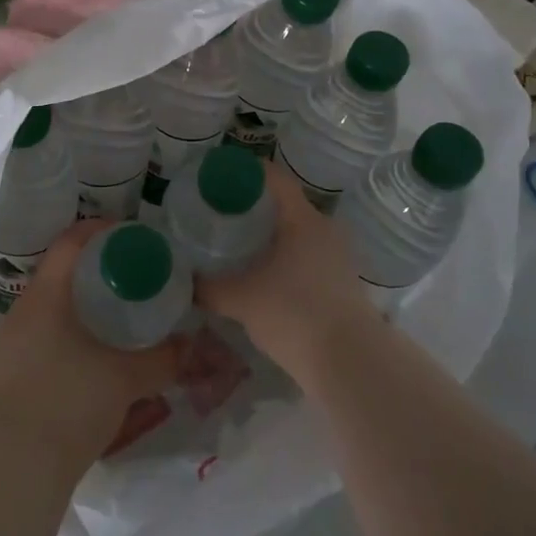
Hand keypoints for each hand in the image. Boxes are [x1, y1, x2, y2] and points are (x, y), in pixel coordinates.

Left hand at [0, 220, 182, 470]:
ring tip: (112, 315)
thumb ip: (164, 358)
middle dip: (93, 270)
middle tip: (129, 276)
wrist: (19, 466)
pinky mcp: (5, 373)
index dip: (100, 231)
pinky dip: (65, 332)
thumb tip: (192, 344)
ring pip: (48, 307)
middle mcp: (22, 311)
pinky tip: (88, 353)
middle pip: (59, 273)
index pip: (70, 243)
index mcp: (46, 296)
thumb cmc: (72, 401)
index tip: (129, 235)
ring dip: (78, 304)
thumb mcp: (127, 378)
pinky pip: (39, 335)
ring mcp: (9, 344)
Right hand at [197, 162, 377, 377]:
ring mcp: (337, 258)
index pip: (275, 179)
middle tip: (220, 214)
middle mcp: (325, 230)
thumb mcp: (241, 299)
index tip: (219, 175)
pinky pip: (306, 258)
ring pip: (297, 234)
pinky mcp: (341, 284)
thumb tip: (186, 282)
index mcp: (303, 220)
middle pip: (285, 206)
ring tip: (237, 245)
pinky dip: (283, 259)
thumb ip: (209, 287)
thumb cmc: (294, 314)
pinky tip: (262, 276)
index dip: (247, 171)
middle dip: (253, 207)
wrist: (349, 364)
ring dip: (270, 236)